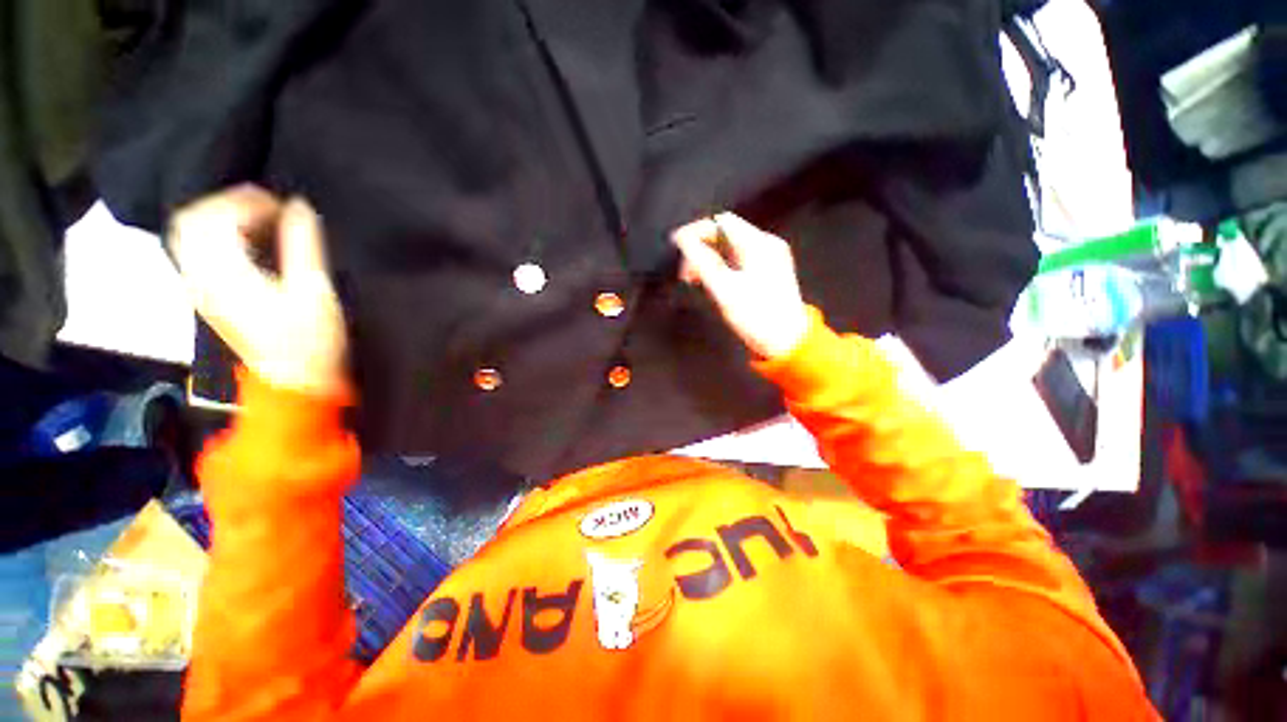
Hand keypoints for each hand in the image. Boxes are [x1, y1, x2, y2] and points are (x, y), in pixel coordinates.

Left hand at [169, 185, 349, 396]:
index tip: (285, 206)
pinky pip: (194, 249)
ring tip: (258, 220)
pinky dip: (215, 234)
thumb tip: (300, 207)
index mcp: (226, 274)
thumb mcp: (316, 293)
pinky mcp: (206, 294)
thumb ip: (305, 246)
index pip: (215, 216)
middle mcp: (201, 275)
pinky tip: (245, 240)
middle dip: (230, 203)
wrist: (292, 381)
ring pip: (188, 232)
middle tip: (270, 208)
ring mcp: (199, 286)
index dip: (249, 201)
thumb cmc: (311, 341)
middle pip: (192, 219)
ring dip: (220, 216)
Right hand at [673, 213, 809, 358]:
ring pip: (731, 247)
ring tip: (696, 281)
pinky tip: (714, 282)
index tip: (677, 247)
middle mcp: (766, 243)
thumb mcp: (724, 289)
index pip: (721, 222)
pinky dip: (722, 266)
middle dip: (702, 248)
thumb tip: (682, 238)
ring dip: (710, 259)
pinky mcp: (769, 270)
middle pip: (726, 233)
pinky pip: (739, 259)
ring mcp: (770, 257)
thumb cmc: (755, 316)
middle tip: (686, 274)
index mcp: (758, 244)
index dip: (696, 231)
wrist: (788, 341)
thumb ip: (701, 261)